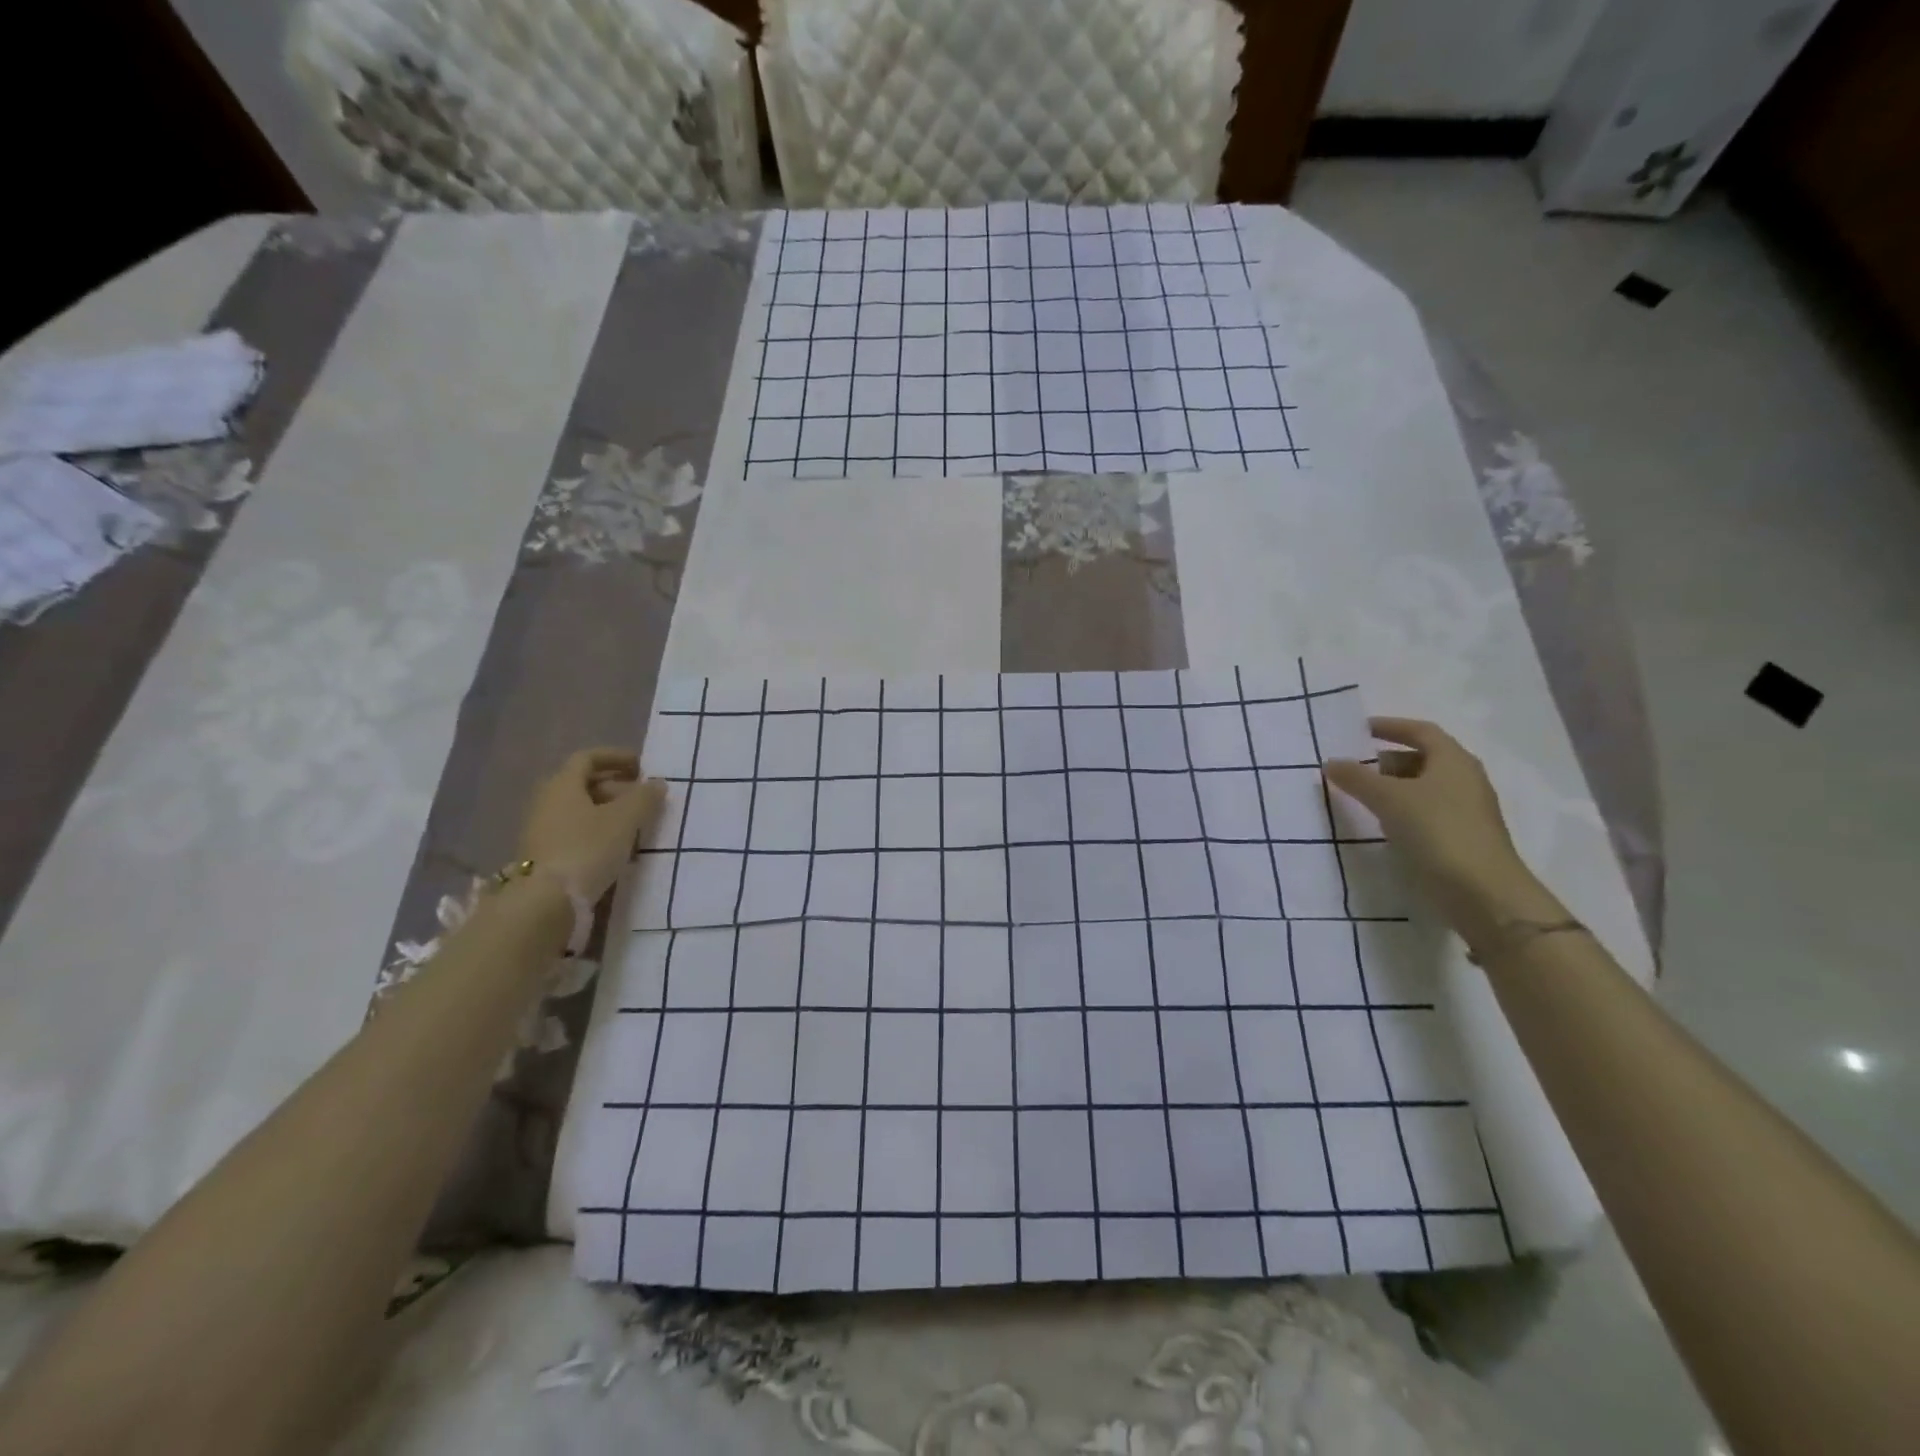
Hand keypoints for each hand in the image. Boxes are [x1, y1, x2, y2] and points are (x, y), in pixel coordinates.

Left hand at [517, 748, 665, 903]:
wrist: (544, 902)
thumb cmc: (586, 849)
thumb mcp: (624, 820)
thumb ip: (644, 798)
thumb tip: (657, 783)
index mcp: (563, 785)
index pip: (588, 758)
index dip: (616, 757)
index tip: (641, 766)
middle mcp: (547, 801)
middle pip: (583, 784)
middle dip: (616, 787)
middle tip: (643, 799)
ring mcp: (541, 830)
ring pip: (579, 810)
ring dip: (608, 812)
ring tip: (635, 825)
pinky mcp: (543, 855)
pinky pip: (574, 832)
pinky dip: (597, 832)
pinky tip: (616, 849)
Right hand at [1323, 718, 1562, 949]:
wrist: (1482, 892)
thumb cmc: (1437, 830)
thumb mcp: (1388, 799)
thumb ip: (1357, 778)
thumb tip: (1331, 762)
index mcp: (1453, 760)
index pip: (1421, 731)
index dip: (1391, 726)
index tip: (1360, 730)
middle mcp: (1464, 780)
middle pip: (1423, 759)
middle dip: (1387, 760)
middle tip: (1354, 767)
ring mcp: (1466, 811)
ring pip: (1424, 788)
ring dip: (1393, 788)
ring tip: (1361, 797)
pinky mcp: (1461, 838)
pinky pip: (1426, 813)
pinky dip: (1402, 811)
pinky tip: (1382, 824)